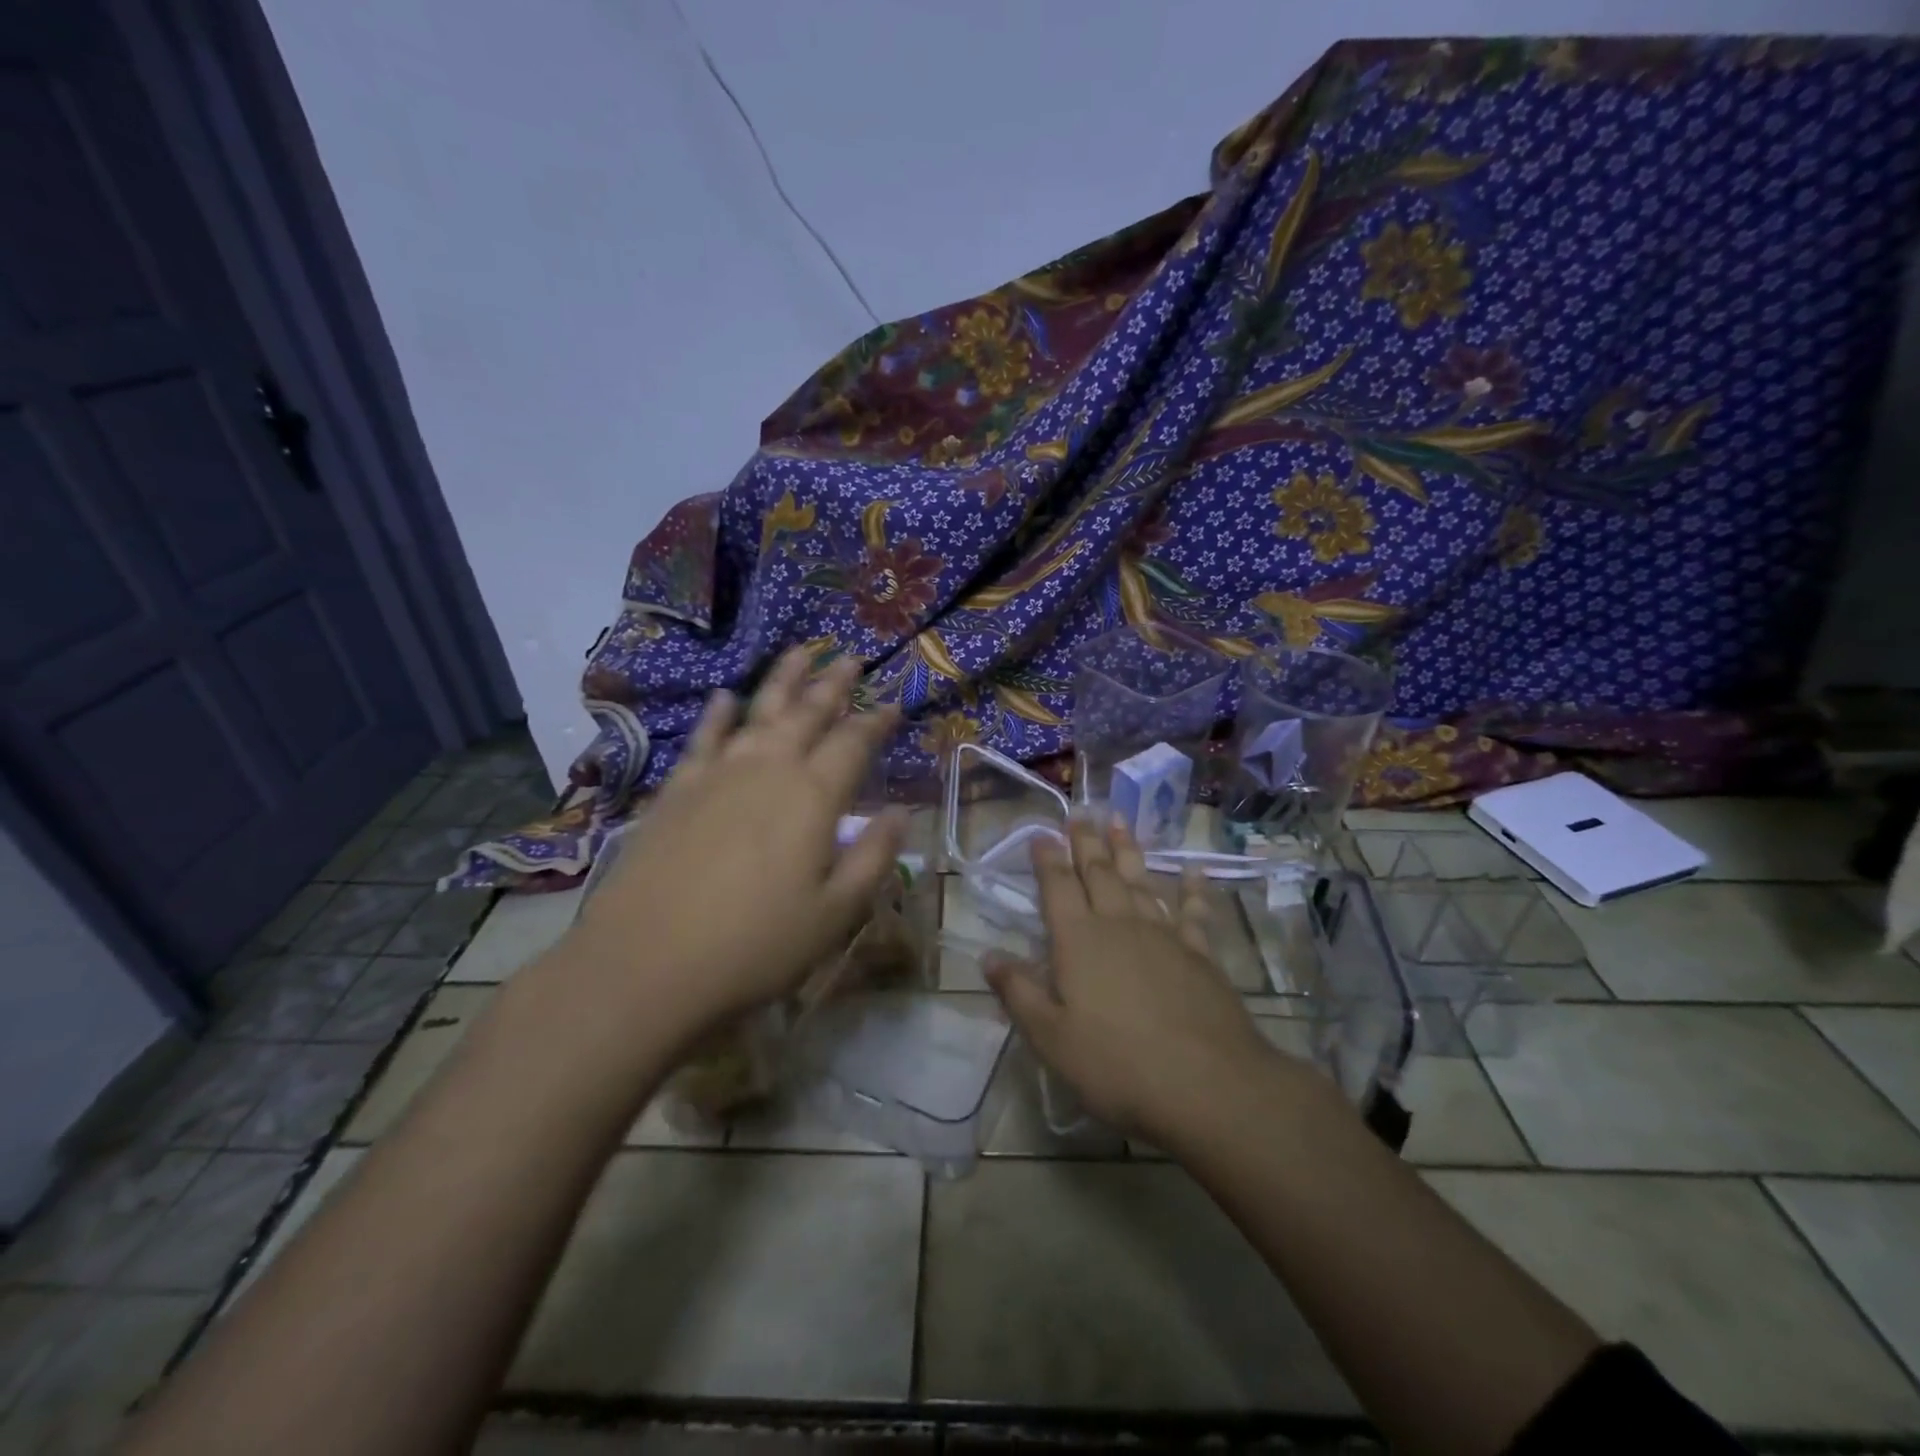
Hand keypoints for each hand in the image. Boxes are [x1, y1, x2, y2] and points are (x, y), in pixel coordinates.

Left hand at [559, 648, 905, 1050]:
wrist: (645, 965)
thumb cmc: (755, 946)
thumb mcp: (835, 913)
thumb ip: (873, 857)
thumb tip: (902, 813)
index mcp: (813, 797)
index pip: (854, 742)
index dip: (876, 721)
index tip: (894, 703)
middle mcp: (768, 770)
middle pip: (807, 712)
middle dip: (833, 683)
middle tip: (851, 657)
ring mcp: (717, 775)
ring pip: (758, 711)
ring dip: (783, 680)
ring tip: (801, 652)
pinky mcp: (677, 790)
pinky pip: (704, 738)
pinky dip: (718, 714)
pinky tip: (726, 697)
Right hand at [986, 818, 1278, 1145]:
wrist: (1207, 1085)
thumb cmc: (1117, 1065)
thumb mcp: (1051, 1038)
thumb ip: (1019, 993)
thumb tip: (988, 956)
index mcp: (1079, 941)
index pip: (1058, 887)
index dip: (1048, 859)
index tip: (1041, 833)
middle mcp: (1119, 924)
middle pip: (1099, 873)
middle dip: (1086, 842)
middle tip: (1080, 814)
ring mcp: (1164, 935)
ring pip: (1141, 881)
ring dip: (1128, 851)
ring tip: (1119, 823)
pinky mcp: (1200, 953)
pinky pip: (1193, 911)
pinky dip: (1192, 889)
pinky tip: (1194, 872)